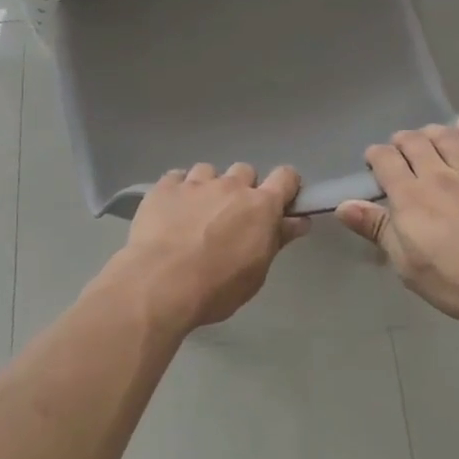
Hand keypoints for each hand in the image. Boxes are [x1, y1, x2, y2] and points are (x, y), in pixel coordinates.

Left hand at [106, 163, 306, 332]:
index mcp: (260, 206)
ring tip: (196, 213)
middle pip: (245, 171)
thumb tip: (299, 221)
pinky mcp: (165, 186)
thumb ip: (277, 240)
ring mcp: (196, 182)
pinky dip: (178, 190)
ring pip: (209, 171)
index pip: (285, 177)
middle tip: (232, 216)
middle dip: (242, 188)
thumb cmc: (216, 287)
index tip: (280, 201)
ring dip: (208, 187)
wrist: (159, 283)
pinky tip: (171, 210)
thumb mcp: (256, 273)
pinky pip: (177, 177)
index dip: (286, 185)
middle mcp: (230, 186)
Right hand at [336, 120, 458, 322]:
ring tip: (427, 136)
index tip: (374, 163)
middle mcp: (437, 175)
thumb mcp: (408, 265)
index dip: (375, 156)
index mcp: (410, 197)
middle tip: (399, 150)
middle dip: (401, 140)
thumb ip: (377, 229)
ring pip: (446, 137)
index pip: (385, 159)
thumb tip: (343, 205)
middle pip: (413, 142)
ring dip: (431, 132)